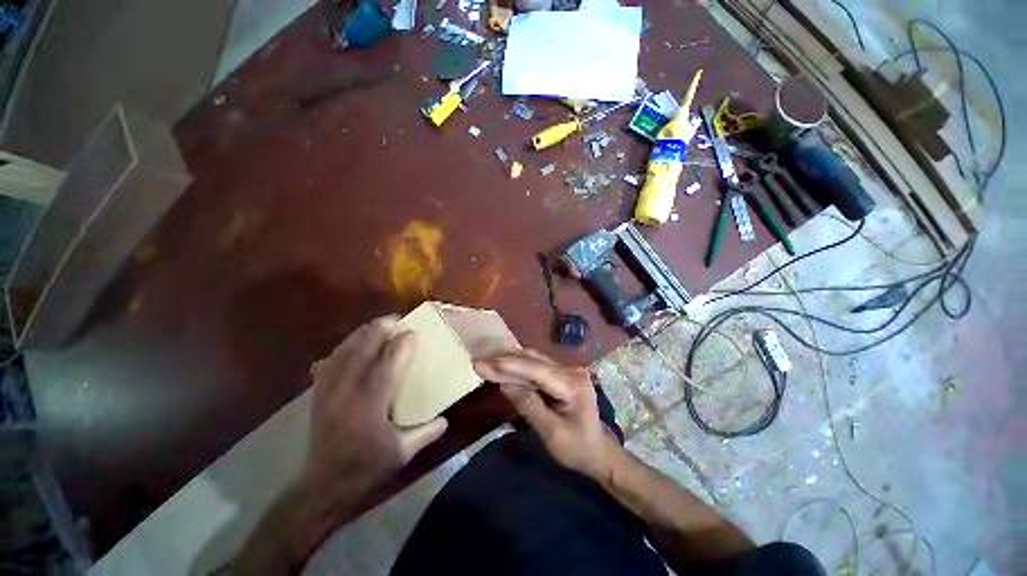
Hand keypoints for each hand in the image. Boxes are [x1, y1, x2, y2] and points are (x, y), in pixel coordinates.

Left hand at [304, 316, 447, 501]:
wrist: (323, 485)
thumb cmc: (365, 468)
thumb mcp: (402, 454)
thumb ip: (426, 433)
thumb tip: (446, 418)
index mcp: (371, 406)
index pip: (388, 365)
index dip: (401, 345)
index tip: (413, 333)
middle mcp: (348, 393)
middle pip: (361, 350)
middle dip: (377, 330)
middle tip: (394, 320)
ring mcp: (329, 392)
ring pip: (343, 352)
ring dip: (360, 335)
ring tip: (375, 326)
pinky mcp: (318, 395)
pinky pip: (328, 363)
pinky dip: (340, 349)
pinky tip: (349, 346)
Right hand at [474, 349, 617, 479]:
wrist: (599, 451)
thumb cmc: (578, 449)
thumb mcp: (552, 434)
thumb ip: (529, 406)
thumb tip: (504, 385)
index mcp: (572, 384)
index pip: (535, 370)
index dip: (507, 365)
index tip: (482, 364)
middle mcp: (570, 370)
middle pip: (533, 360)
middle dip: (503, 360)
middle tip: (478, 362)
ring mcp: (566, 370)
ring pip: (532, 359)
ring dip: (508, 360)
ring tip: (485, 362)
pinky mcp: (560, 374)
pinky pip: (535, 366)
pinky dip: (516, 366)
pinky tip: (501, 366)